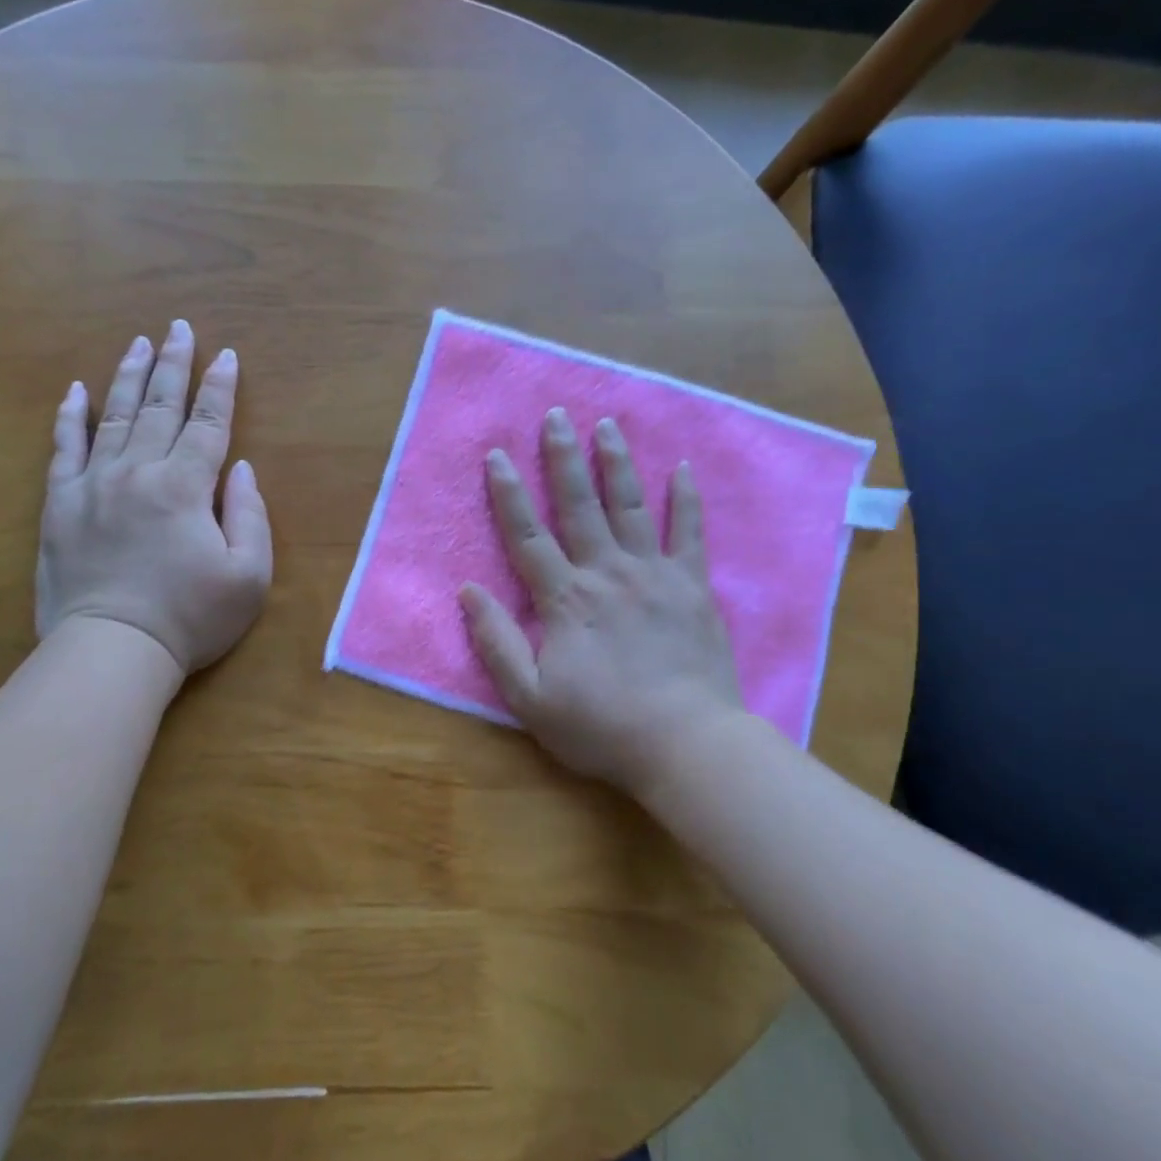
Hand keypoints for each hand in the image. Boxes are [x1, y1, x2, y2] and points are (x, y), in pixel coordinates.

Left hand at [36, 320, 272, 675]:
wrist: (111, 650)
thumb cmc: (189, 618)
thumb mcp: (248, 576)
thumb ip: (250, 516)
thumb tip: (240, 469)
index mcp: (186, 486)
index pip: (208, 423)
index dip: (220, 388)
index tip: (226, 355)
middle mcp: (139, 471)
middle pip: (159, 407)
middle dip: (173, 364)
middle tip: (178, 329)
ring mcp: (94, 484)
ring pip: (113, 416)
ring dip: (128, 376)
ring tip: (138, 343)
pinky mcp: (60, 504)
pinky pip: (64, 448)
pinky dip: (70, 417)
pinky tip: (75, 390)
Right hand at [460, 409, 741, 798]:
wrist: (686, 744)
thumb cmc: (602, 725)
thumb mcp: (530, 698)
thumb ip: (496, 642)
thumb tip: (468, 591)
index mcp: (565, 598)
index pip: (527, 534)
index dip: (508, 492)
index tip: (496, 454)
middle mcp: (606, 572)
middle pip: (579, 505)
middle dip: (563, 458)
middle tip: (556, 416)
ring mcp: (653, 574)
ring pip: (630, 506)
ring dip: (616, 463)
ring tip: (607, 425)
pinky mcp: (692, 586)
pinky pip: (688, 532)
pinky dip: (685, 499)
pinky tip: (681, 468)